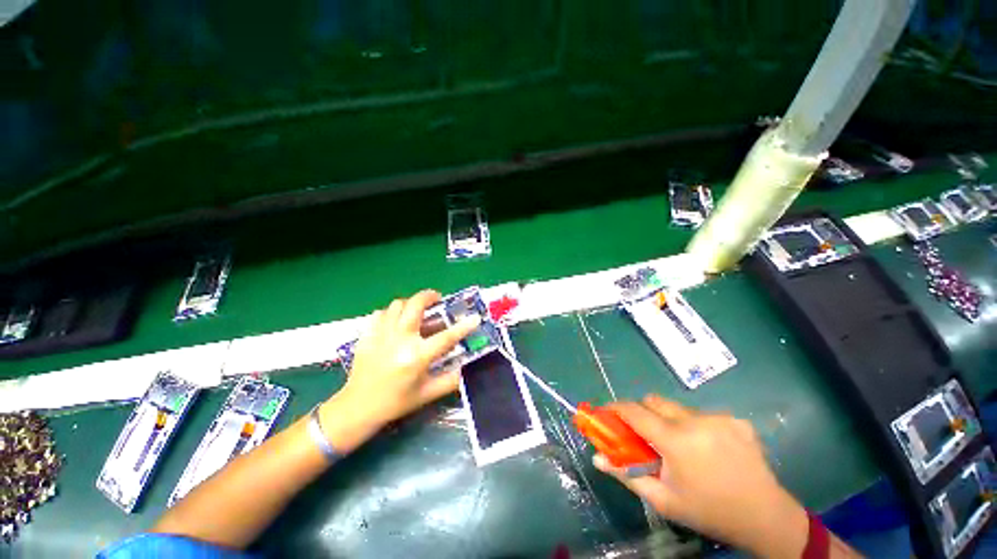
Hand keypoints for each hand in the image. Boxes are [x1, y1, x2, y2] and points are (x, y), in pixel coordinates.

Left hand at [335, 290, 480, 428]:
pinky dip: (390, 313)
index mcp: (416, 356)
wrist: (357, 408)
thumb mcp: (427, 394)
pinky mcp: (367, 335)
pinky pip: (380, 313)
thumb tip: (466, 369)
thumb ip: (450, 381)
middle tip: (437, 299)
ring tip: (416, 311)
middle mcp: (400, 340)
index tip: (475, 317)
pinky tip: (394, 322)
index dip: (463, 327)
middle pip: (415, 305)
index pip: (446, 337)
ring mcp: (381, 335)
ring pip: (397, 305)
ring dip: (410, 304)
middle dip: (429, 296)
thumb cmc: (396, 402)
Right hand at [593, 395, 808, 558]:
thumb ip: (626, 475)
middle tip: (643, 434)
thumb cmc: (708, 511)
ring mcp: (719, 417)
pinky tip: (708, 448)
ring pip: (678, 407)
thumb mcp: (663, 500)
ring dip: (669, 420)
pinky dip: (695, 426)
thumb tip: (597, 458)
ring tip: (681, 446)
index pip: (634, 411)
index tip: (606, 413)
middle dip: (642, 412)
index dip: (615, 408)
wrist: (766, 518)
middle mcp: (696, 420)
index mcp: (676, 440)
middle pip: (654, 401)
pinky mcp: (735, 419)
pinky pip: (702, 414)